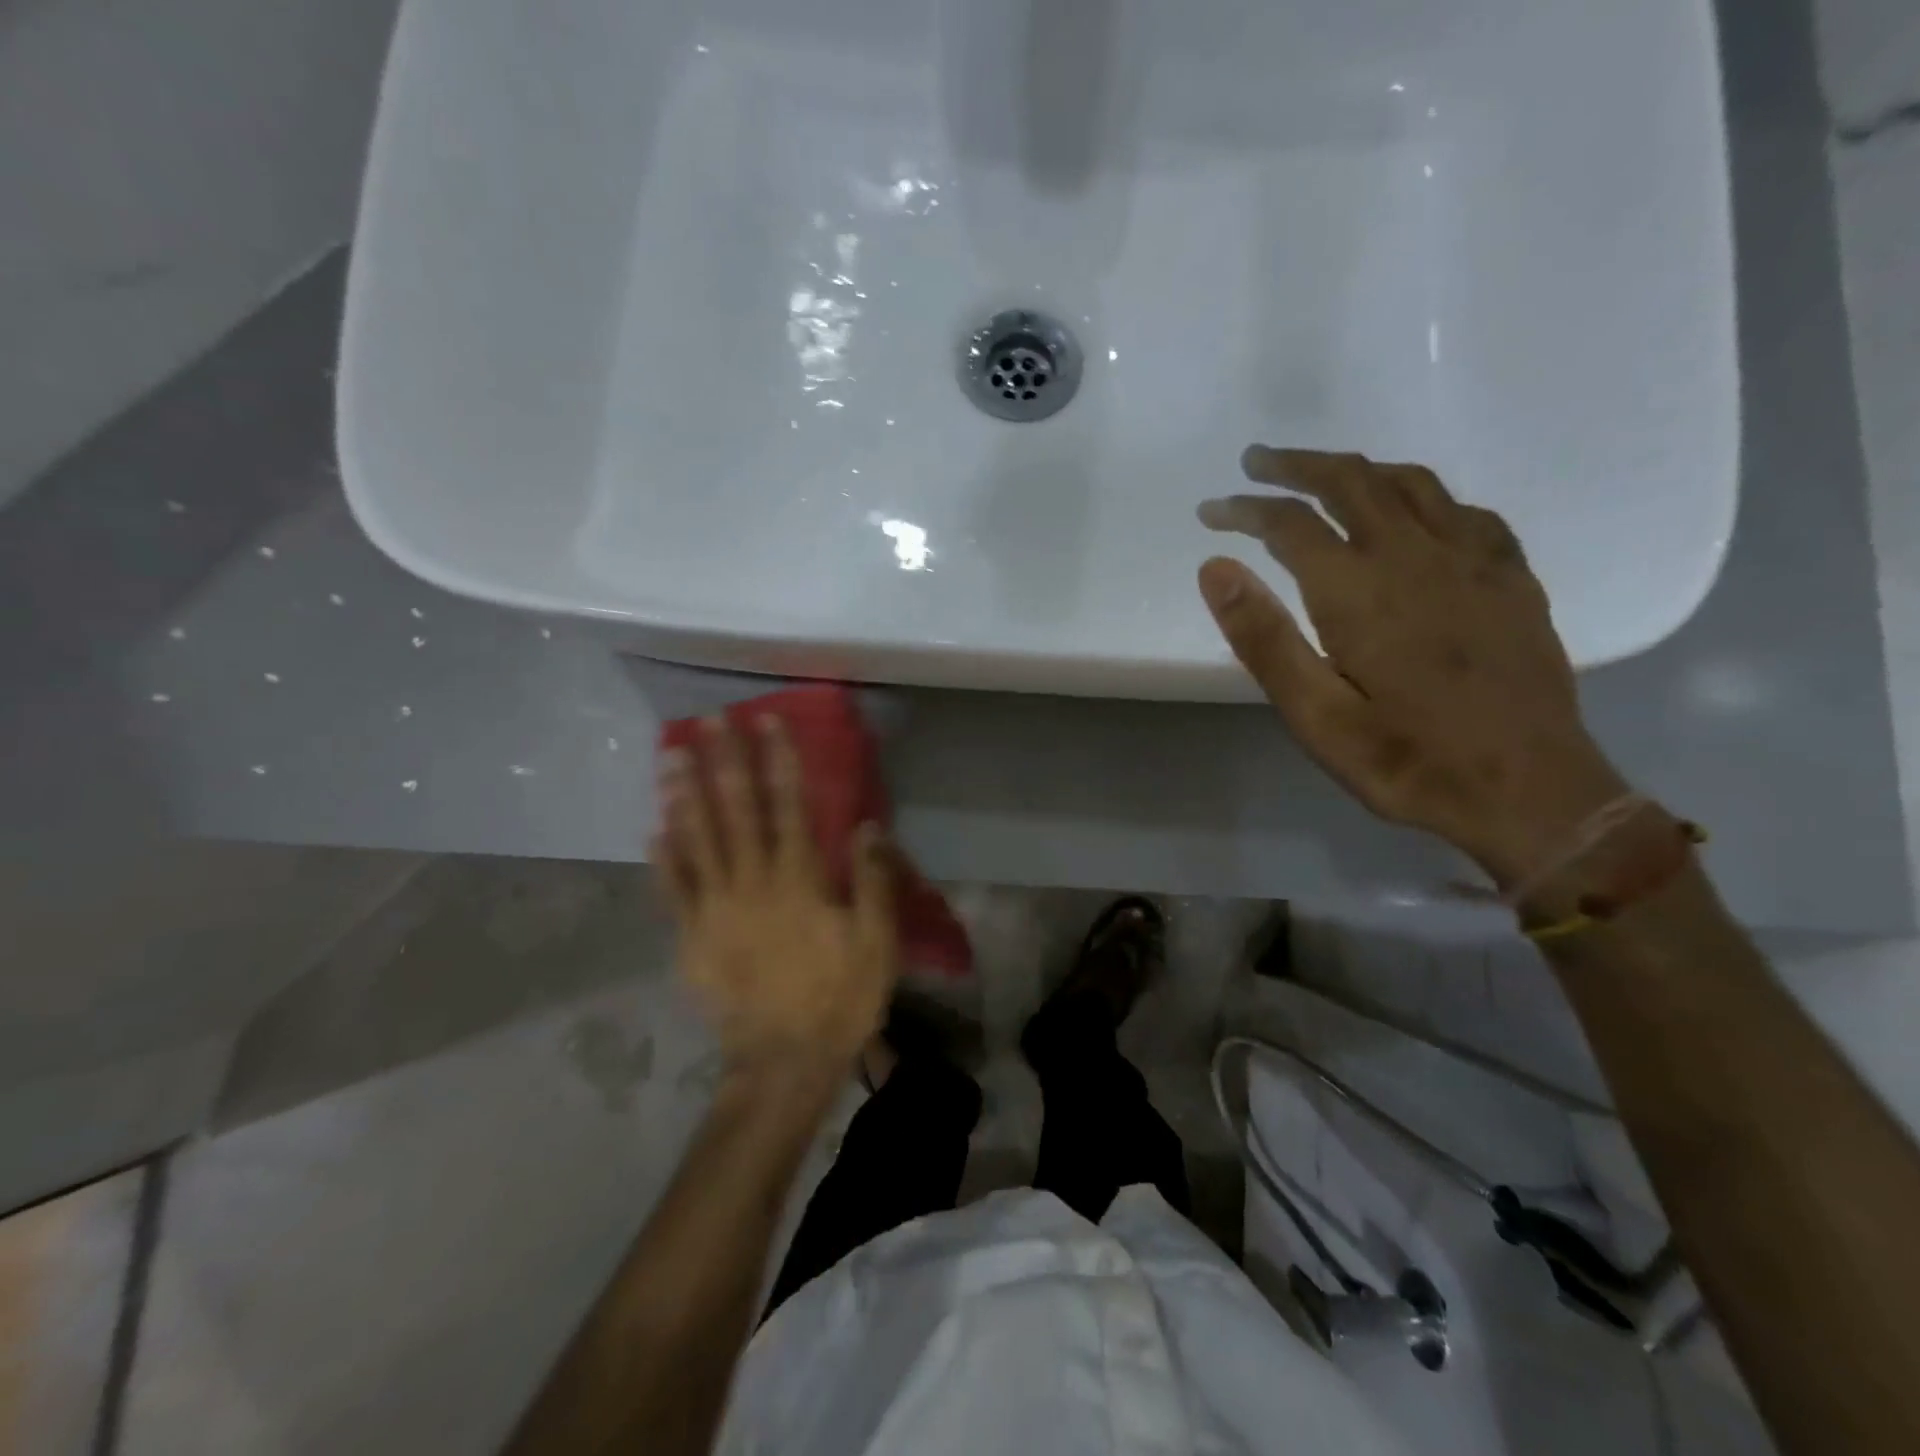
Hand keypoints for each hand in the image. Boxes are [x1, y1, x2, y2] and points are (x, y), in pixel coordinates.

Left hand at [654, 717, 898, 1085]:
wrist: (783, 1062)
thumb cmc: (839, 998)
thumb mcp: (877, 942)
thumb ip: (873, 881)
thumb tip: (867, 825)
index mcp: (800, 880)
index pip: (789, 805)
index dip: (779, 760)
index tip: (767, 722)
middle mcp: (753, 882)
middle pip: (737, 811)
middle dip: (725, 762)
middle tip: (710, 722)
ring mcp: (715, 909)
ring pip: (698, 841)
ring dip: (686, 795)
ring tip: (672, 756)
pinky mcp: (692, 939)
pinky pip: (672, 890)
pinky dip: (663, 858)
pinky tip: (653, 829)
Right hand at [1198, 446, 1628, 886]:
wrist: (1531, 791)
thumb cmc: (1407, 760)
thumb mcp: (1315, 716)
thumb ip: (1264, 638)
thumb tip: (1215, 568)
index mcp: (1360, 591)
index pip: (1290, 524)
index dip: (1245, 509)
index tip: (1211, 511)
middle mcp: (1416, 556)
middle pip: (1350, 482)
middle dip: (1297, 465)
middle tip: (1257, 462)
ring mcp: (1473, 561)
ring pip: (1409, 483)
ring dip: (1357, 469)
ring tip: (1323, 475)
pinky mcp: (1511, 577)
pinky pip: (1463, 510)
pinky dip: (1421, 496)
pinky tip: (1412, 513)